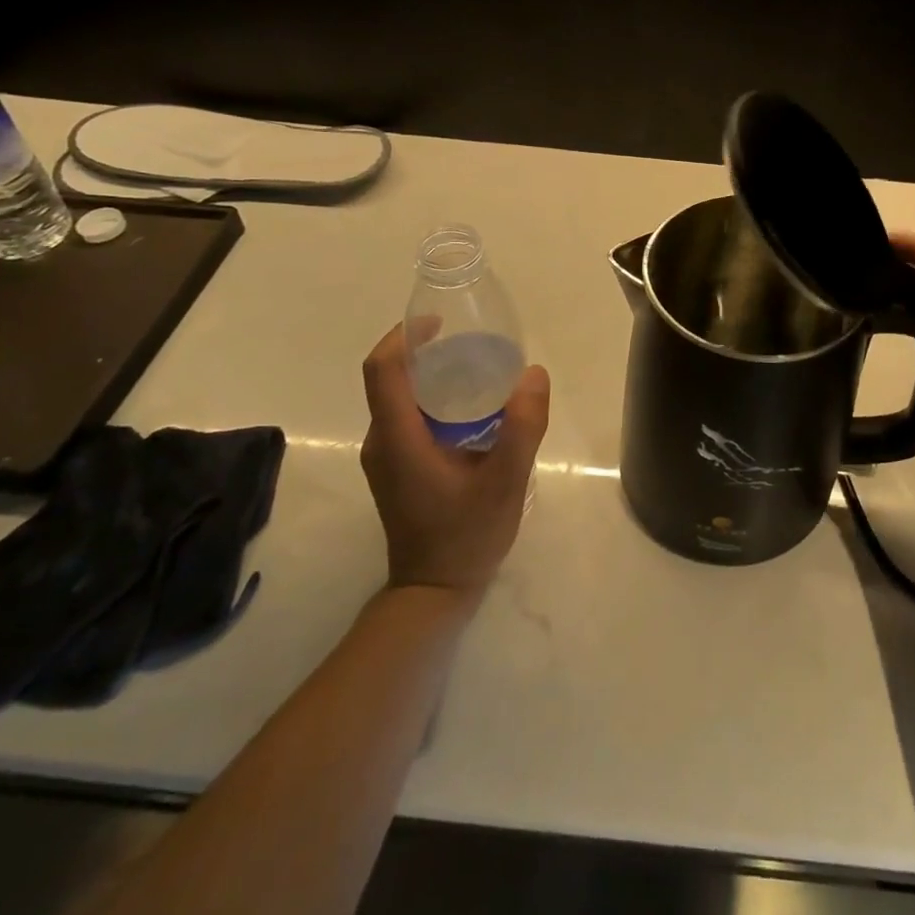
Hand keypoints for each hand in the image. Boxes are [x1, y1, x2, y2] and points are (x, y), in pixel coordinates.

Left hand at [359, 322, 550, 597]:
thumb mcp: (505, 482)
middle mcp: (382, 442)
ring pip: (400, 398)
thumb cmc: (466, 536)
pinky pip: (408, 417)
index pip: (382, 369)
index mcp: (397, 438)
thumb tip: (533, 374)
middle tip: (474, 345)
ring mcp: (386, 457)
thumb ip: (522, 427)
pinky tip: (473, 411)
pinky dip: (434, 400)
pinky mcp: (396, 468)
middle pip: (391, 378)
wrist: (434, 593)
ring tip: (479, 372)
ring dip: (432, 376)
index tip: (439, 322)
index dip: (404, 336)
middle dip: (426, 352)